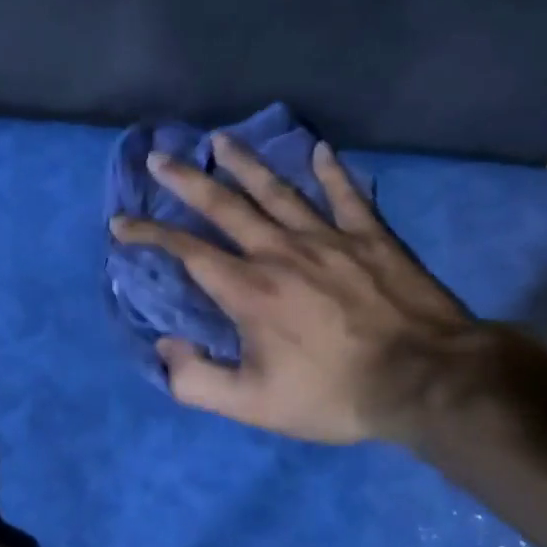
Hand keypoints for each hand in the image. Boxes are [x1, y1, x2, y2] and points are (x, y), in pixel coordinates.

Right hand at [110, 134, 498, 444]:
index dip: (150, 235)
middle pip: (225, 206)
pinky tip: (320, 150)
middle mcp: (280, 252)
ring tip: (220, 140)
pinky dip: (332, 171)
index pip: (187, 252)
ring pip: (278, 190)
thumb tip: (166, 348)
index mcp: (249, 290)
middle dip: (186, 180)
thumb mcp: (253, 406)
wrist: (425, 380)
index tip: (122, 223)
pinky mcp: (372, 238)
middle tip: (159, 158)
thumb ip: (197, 381)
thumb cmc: (334, 394)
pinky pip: (346, 195)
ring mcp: (329, 238)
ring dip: (245, 163)